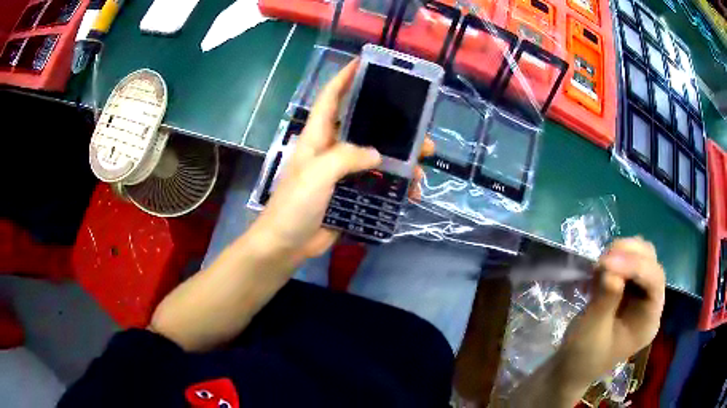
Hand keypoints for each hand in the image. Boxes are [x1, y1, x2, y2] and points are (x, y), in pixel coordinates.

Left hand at [251, 60, 433, 262]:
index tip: (364, 62)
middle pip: (365, 127)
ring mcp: (342, 173)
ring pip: (377, 157)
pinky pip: (377, 184)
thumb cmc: (294, 205)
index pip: (330, 98)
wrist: (286, 245)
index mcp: (318, 137)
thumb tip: (377, 155)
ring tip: (423, 165)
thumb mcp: (317, 174)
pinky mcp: (350, 194)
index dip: (345, 77)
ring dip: (401, 160)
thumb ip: (346, 157)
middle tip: (420, 129)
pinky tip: (412, 192)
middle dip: (392, 126)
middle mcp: (332, 150)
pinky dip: (395, 187)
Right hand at [555, 237, 665, 387]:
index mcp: (648, 320)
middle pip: (651, 264)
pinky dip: (615, 259)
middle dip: (629, 255)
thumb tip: (611, 269)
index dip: (635, 266)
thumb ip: (605, 300)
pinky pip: (628, 262)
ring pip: (642, 257)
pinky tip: (599, 271)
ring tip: (599, 266)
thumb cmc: (583, 356)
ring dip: (622, 253)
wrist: (572, 366)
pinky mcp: (629, 288)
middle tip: (602, 260)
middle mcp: (651, 303)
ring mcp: (641, 294)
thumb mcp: (591, 331)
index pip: (654, 282)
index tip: (607, 262)